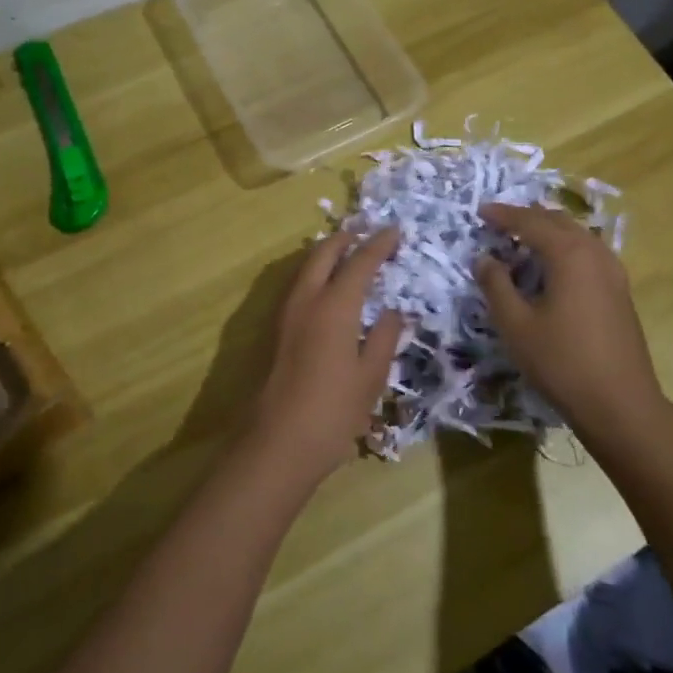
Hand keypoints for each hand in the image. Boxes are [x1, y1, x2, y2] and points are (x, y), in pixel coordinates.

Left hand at [248, 228, 403, 483]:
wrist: (277, 443)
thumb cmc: (333, 412)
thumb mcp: (371, 377)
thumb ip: (384, 337)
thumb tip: (394, 311)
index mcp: (335, 306)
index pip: (360, 262)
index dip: (379, 244)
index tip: (395, 230)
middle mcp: (306, 300)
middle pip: (324, 253)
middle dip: (346, 238)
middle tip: (367, 231)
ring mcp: (286, 314)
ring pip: (306, 267)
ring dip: (327, 252)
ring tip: (347, 251)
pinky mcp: (276, 330)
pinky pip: (298, 285)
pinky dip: (315, 272)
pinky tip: (326, 286)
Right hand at [475, 204, 664, 439]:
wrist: (621, 404)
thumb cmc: (562, 362)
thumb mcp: (516, 325)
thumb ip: (496, 285)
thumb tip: (484, 258)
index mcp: (569, 254)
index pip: (530, 222)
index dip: (503, 215)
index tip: (480, 212)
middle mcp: (594, 253)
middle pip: (557, 221)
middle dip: (527, 217)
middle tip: (499, 221)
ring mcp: (613, 271)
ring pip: (577, 235)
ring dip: (549, 230)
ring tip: (524, 237)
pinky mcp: (620, 291)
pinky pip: (588, 252)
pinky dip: (566, 247)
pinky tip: (555, 265)